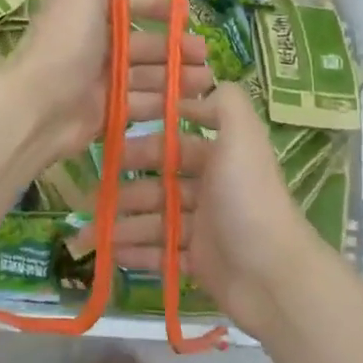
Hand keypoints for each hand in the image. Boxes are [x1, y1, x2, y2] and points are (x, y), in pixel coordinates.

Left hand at [7, 0, 213, 167]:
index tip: (186, 13)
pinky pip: (141, 104)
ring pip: (147, 75)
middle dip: (175, 46)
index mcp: (86, 13)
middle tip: (205, 53)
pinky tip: (191, 103)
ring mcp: (99, 81)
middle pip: (142, 43)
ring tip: (207, 80)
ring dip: (178, 75)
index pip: (126, 6)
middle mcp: (93, 45)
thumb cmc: (65, 40)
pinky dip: (165, 103)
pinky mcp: (105, 113)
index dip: (156, 6)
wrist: (40, 104)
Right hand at [104, 82, 327, 340]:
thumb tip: (204, 85)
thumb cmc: (249, 201)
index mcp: (221, 159)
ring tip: (90, 235)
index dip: (145, 145)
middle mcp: (213, 189)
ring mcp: (205, 228)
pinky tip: (109, 254)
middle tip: (91, 198)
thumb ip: (226, 104)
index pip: (175, 145)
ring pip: (155, 220)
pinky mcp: (200, 263)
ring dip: (122, 225)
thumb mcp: (243, 139)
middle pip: (159, 184)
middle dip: (125, 189)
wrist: (273, 277)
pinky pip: (160, 254)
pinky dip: (135, 253)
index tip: (109, 146)